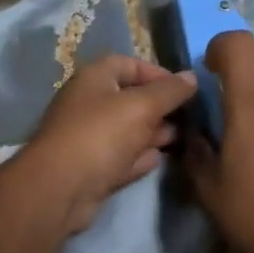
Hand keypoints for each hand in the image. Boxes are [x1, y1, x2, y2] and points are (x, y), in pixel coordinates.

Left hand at [25, 55, 197, 234]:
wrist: (62, 188)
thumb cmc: (101, 135)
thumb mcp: (141, 106)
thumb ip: (169, 91)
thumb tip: (191, 77)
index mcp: (94, 79)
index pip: (128, 64)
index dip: (158, 73)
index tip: (184, 89)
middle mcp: (89, 104)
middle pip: (130, 98)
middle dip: (160, 107)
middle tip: (189, 118)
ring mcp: (89, 138)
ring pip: (127, 130)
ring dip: (153, 133)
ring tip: (181, 138)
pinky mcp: (92, 168)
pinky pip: (121, 157)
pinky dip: (139, 157)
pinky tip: (158, 159)